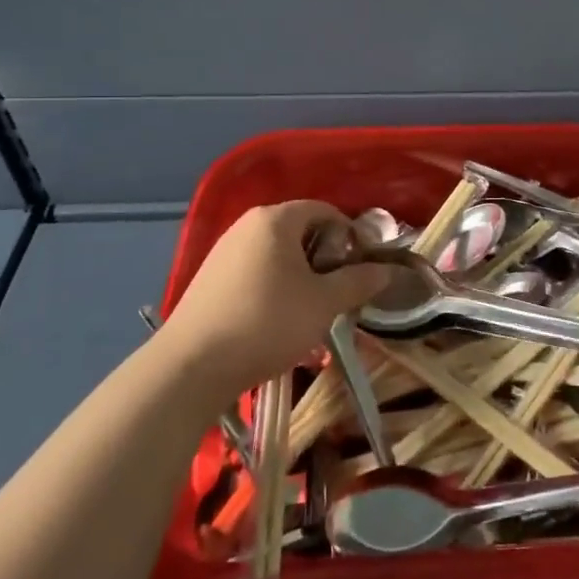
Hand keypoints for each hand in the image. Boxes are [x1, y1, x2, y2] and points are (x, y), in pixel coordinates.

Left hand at [162, 201, 391, 393]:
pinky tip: (277, 323)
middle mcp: (247, 226)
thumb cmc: (267, 323)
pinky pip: (256, 273)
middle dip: (326, 260)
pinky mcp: (210, 280)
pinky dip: (275, 289)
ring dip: (302, 278)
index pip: (325, 211)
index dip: (349, 236)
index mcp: (275, 219)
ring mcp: (224, 252)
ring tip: (311, 313)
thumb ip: (359, 281)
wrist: (190, 368)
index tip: (360, 269)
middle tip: (338, 294)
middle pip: (301, 232)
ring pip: (278, 256)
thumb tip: (387, 270)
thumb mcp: (324, 303)